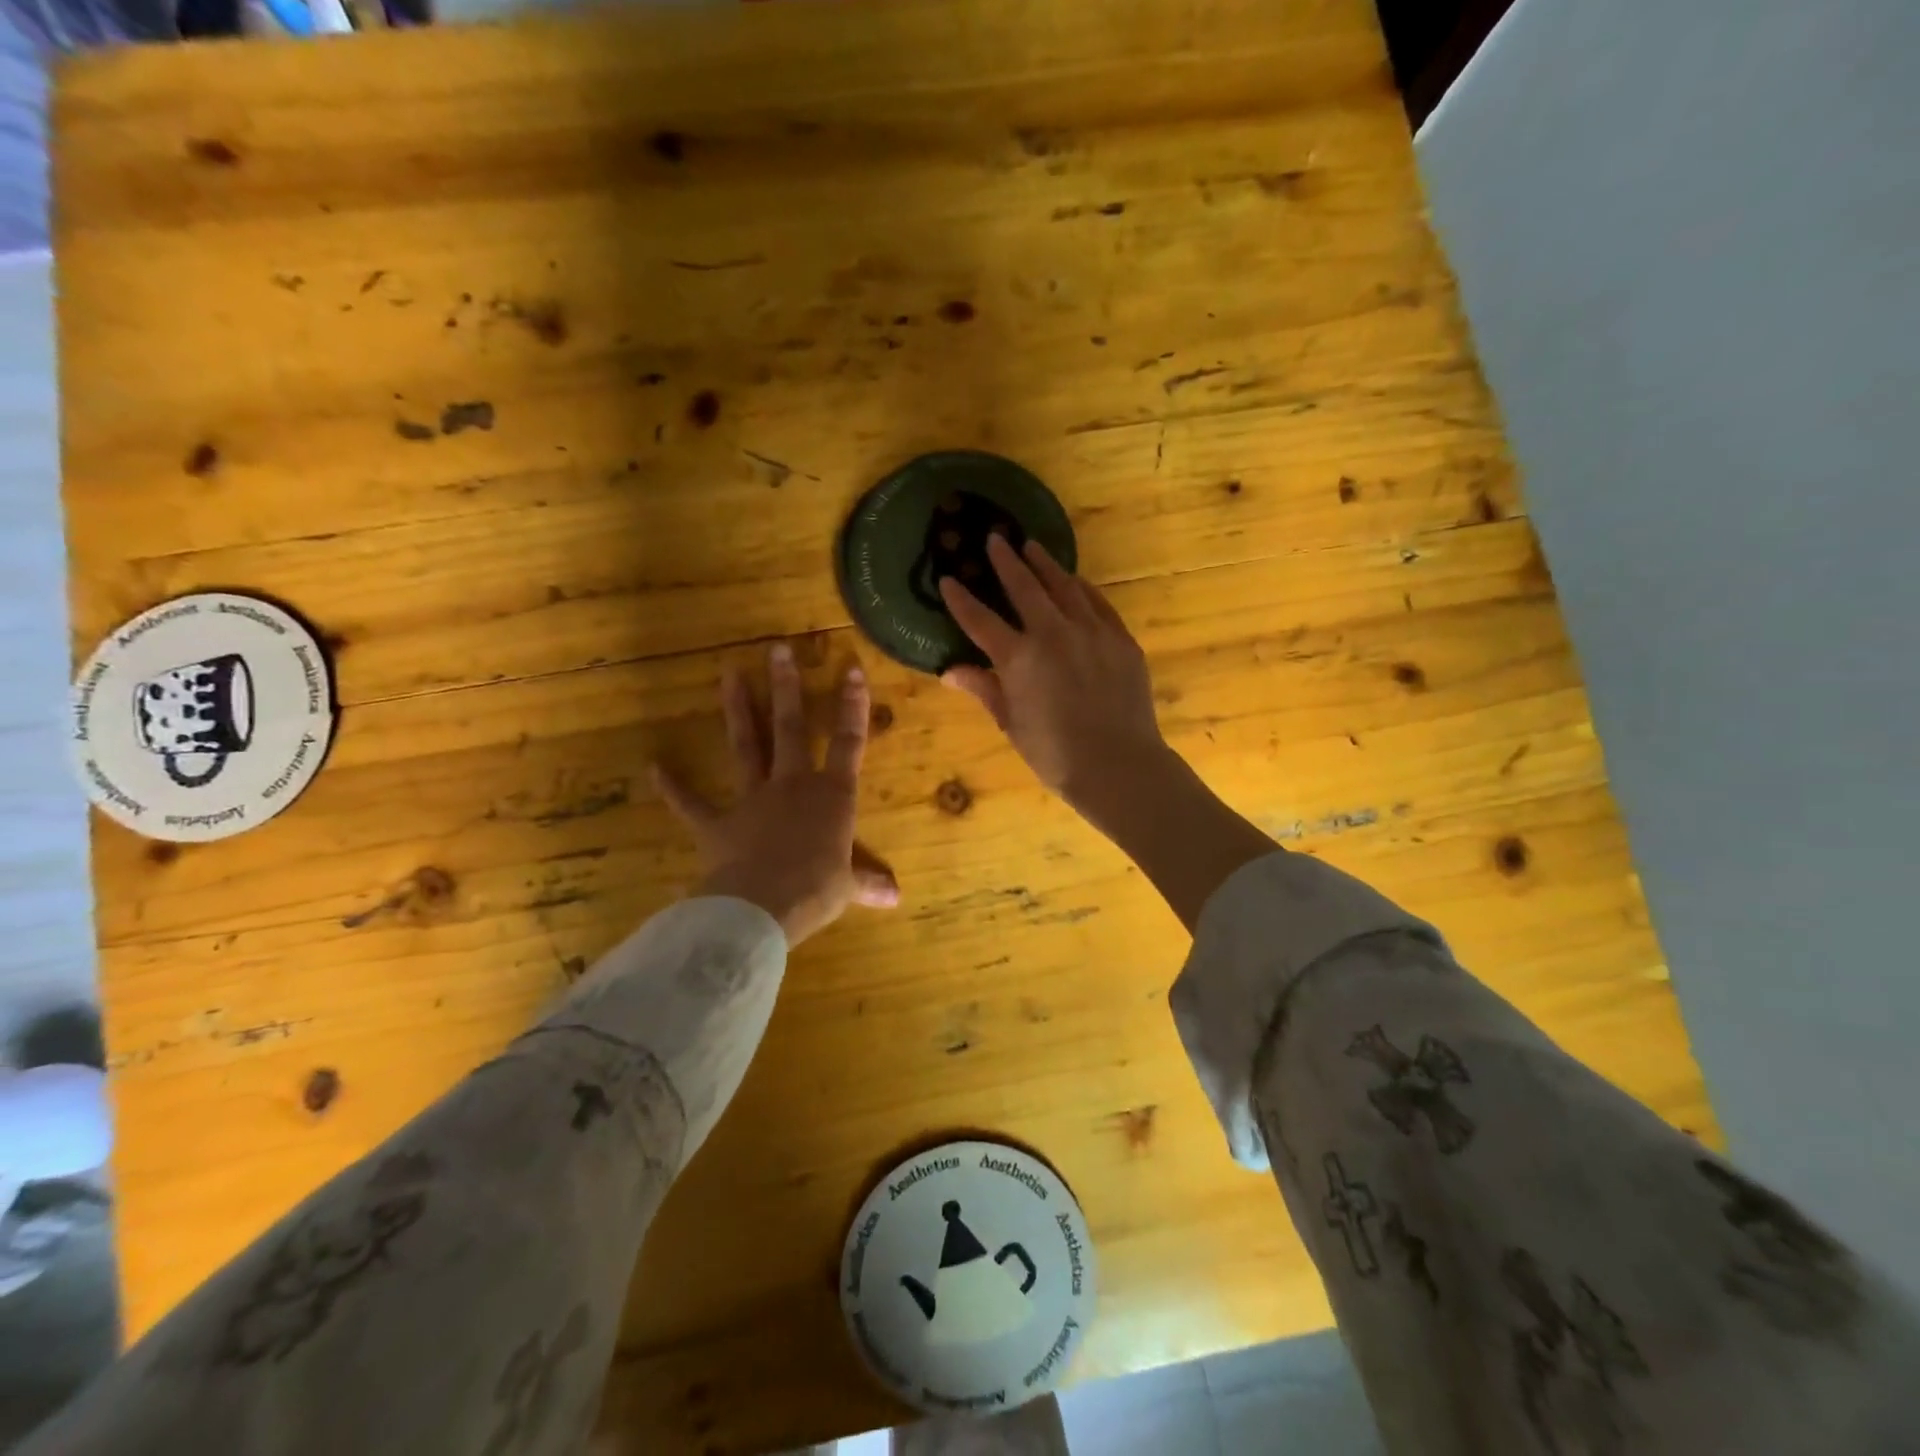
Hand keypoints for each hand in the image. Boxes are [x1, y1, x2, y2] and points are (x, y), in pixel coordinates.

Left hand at [653, 645, 898, 946]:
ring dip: (739, 710)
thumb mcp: (847, 887)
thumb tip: (896, 897)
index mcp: (831, 795)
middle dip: (787, 687)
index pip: (848, 742)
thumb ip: (867, 881)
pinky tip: (654, 768)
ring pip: (747, 746)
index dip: (852, 706)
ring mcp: (752, 800)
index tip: (851, 668)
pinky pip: (692, 804)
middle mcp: (792, 785)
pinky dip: (674, 787)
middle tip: (777, 649)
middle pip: (791, 727)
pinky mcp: (718, 823)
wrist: (763, 907)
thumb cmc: (816, 890)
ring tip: (730, 674)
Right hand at [938, 536, 1168, 816]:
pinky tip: (1074, 580)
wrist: (1118, 766)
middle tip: (995, 538)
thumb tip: (949, 671)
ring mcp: (1091, 632)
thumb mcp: (1011, 724)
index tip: (947, 578)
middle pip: (1024, 587)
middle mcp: (1053, 634)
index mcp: (1018, 658)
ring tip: (1032, 546)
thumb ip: (984, 689)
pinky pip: (1097, 603)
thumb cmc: (1055, 754)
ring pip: (1064, 586)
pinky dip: (1082, 588)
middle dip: (1006, 560)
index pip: (980, 619)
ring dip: (1045, 564)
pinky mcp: (1120, 639)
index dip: (960, 599)